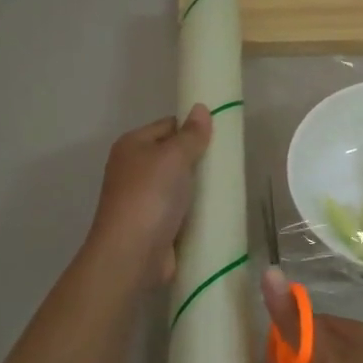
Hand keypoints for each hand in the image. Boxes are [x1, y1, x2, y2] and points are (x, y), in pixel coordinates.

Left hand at [86, 105, 212, 288]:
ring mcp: (143, 199)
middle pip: (173, 156)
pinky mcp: (155, 225)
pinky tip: (218, 211)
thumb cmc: (150, 196)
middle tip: (229, 163)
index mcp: (132, 146)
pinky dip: (196, 211)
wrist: (132, 254)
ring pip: (179, 185)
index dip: (193, 128)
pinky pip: (181, 210)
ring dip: (200, 188)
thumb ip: (190, 134)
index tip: (222, 136)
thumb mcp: (173, 157)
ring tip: (230, 186)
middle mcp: (133, 169)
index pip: (168, 126)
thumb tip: (201, 108)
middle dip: (199, 159)